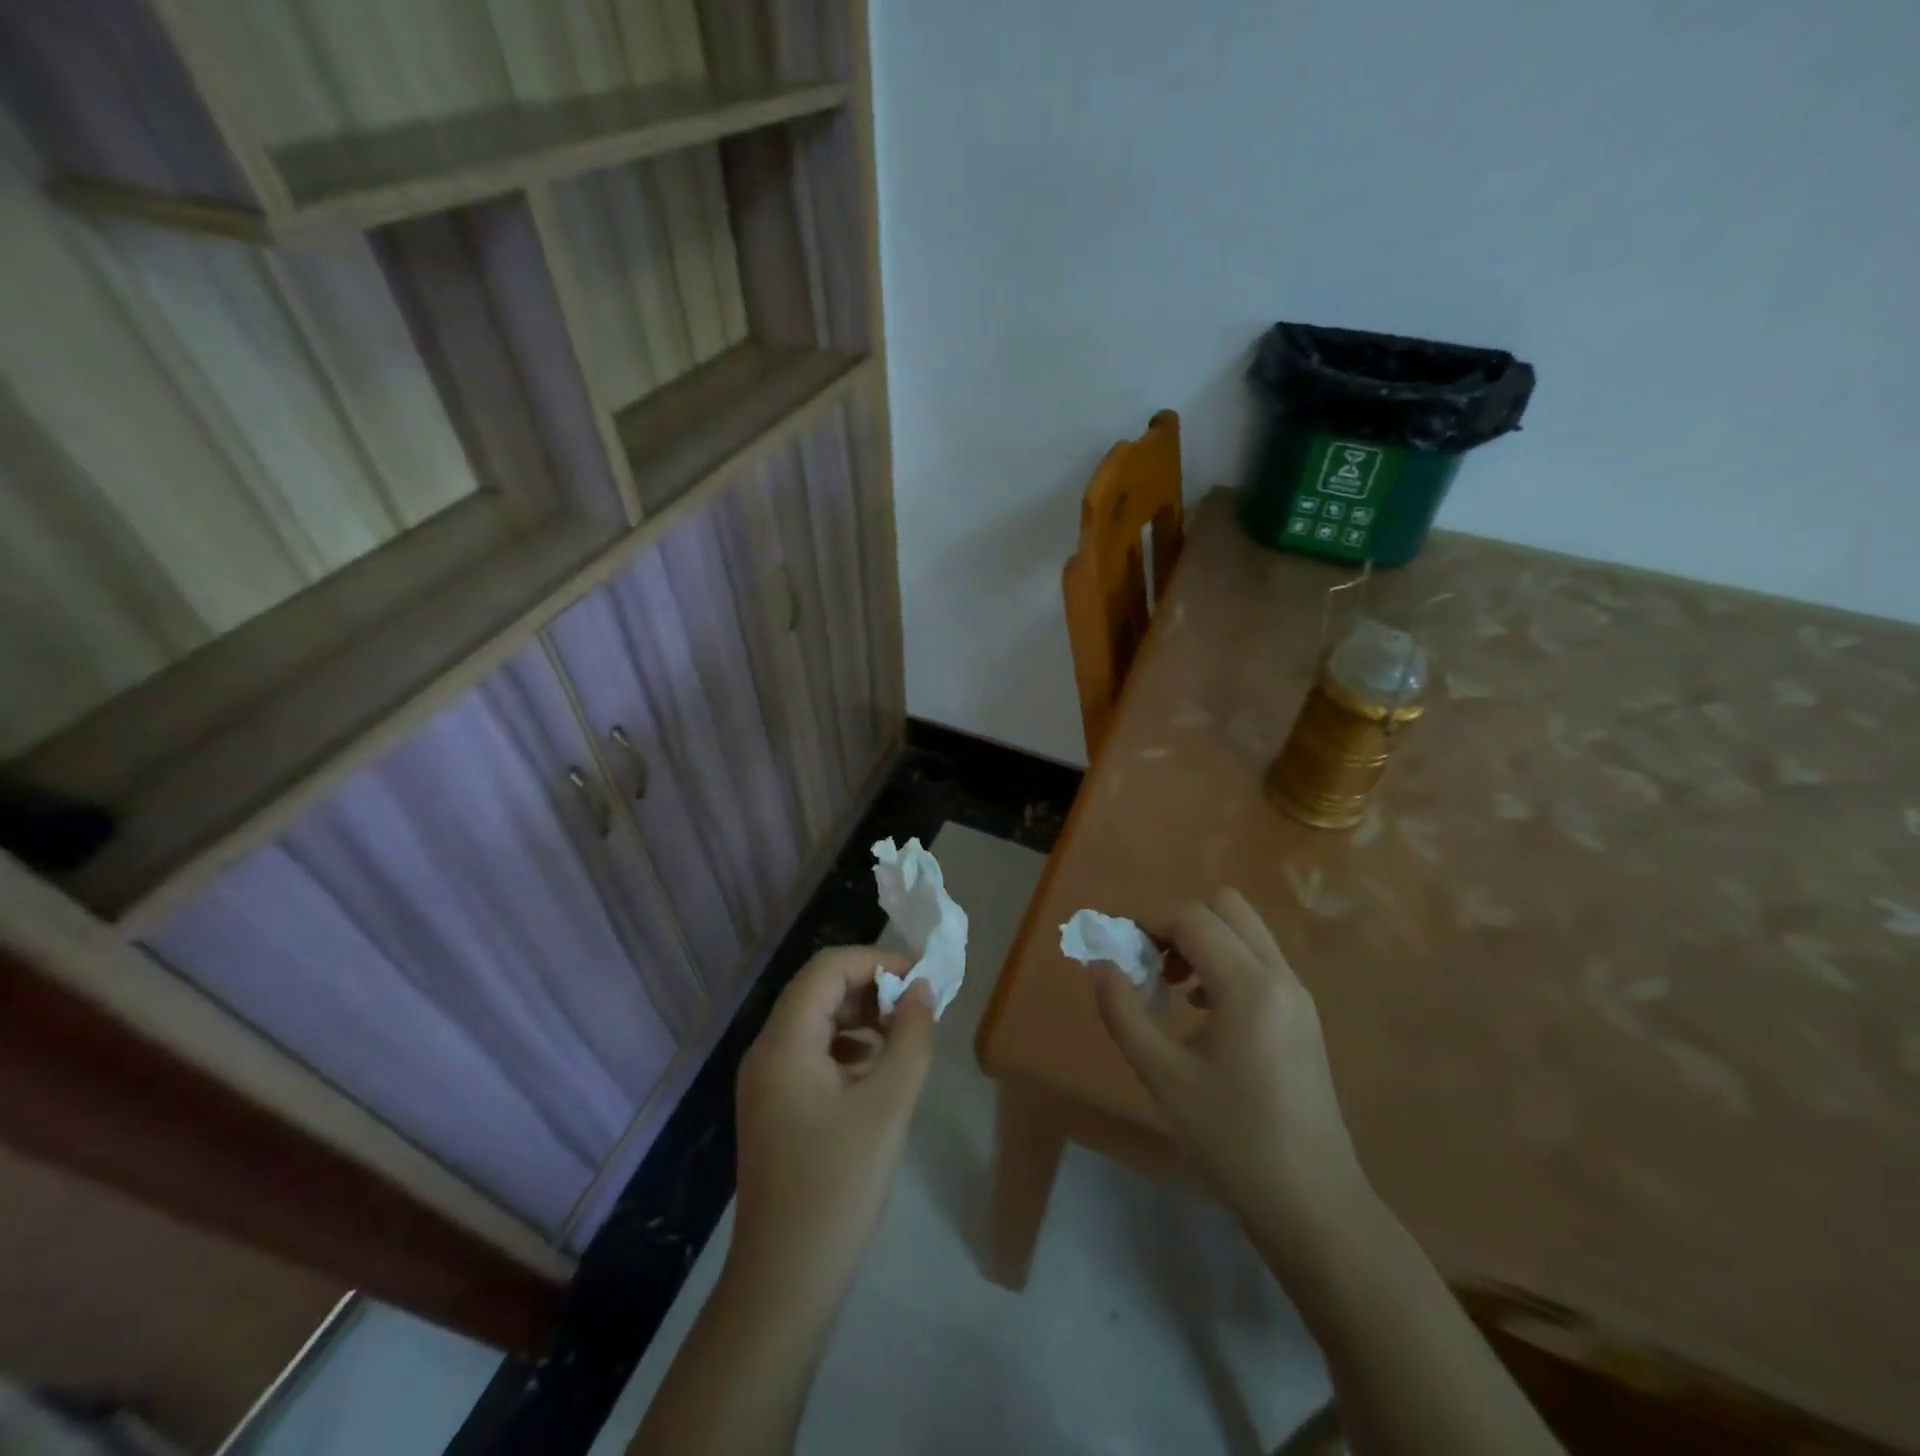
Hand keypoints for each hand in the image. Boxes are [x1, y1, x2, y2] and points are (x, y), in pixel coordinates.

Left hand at [732, 946, 935, 1305]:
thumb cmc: (838, 1187)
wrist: (785, 1283)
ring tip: (903, 1040)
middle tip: (918, 1010)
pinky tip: (876, 1074)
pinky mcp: (775, 1106)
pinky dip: (848, 1047)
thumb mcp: (888, 1106)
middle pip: (819, 990)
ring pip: (816, 1020)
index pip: (827, 968)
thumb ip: (911, 1038)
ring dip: (862, 1017)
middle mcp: (767, 1051)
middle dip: (871, 988)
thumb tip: (923, 991)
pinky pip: (812, 1053)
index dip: (876, 961)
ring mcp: (767, 1081)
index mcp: (784, 1042)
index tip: (922, 979)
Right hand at [1094, 889, 1369, 1254]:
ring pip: (1246, 931)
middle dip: (1181, 923)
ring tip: (1174, 992)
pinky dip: (1227, 963)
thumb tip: (1098, 965)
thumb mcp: (1162, 1076)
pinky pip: (1260, 961)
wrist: (1313, 1204)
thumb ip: (1123, 1012)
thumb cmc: (1232, 1139)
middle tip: (1153, 965)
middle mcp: (1279, 975)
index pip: (1193, 918)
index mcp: (1248, 985)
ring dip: (1205, 942)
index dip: (1150, 924)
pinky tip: (1205, 1014)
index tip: (1123, 954)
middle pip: (1227, 906)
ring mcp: (1299, 995)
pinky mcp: (1304, 1016)